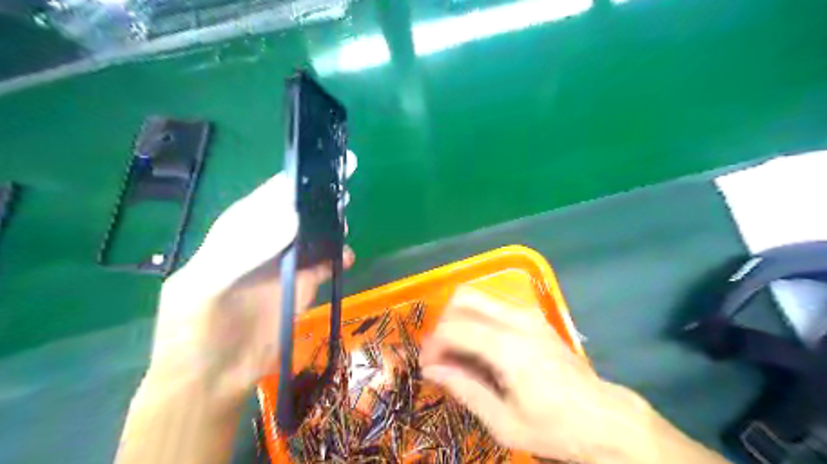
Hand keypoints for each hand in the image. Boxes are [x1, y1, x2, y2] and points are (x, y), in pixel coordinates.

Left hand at [151, 151, 356, 398]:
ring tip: (345, 218)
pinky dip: (337, 256)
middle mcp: (263, 243)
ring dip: (329, 226)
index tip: (318, 168)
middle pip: (294, 213)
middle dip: (316, 200)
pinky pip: (323, 264)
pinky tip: (347, 255)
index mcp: (235, 235)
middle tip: (341, 189)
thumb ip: (245, 251)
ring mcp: (284, 265)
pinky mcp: (302, 286)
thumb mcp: (207, 286)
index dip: (291, 183)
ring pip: (312, 236)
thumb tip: (293, 217)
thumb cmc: (195, 332)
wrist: (212, 380)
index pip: (265, 199)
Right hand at [421, 287, 660, 463]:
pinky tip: (478, 346)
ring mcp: (528, 314)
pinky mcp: (534, 316)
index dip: (433, 345)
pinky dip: (476, 318)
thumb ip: (465, 389)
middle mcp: (518, 321)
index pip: (455, 329)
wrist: (603, 418)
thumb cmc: (554, 427)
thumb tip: (431, 370)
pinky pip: (493, 305)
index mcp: (510, 349)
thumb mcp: (504, 422)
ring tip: (456, 350)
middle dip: (443, 322)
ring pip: (477, 297)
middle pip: (463, 298)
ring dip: (458, 318)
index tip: (426, 366)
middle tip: (439, 353)